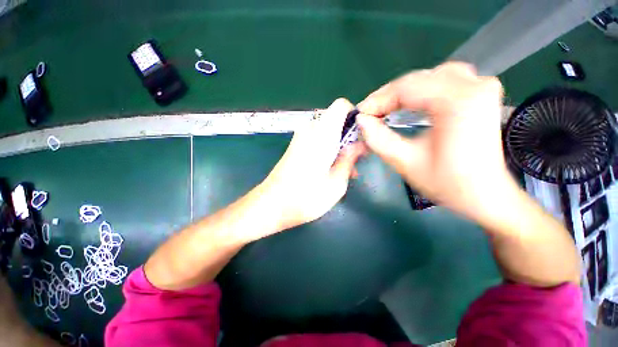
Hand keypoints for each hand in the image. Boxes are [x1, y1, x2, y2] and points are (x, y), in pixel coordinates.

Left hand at [262, 98, 365, 230]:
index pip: (341, 105)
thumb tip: (359, 144)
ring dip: (340, 147)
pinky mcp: (296, 147)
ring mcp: (300, 138)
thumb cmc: (305, 198)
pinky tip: (332, 170)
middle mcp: (309, 130)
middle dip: (349, 137)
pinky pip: (318, 141)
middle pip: (336, 121)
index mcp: (321, 134)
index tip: (362, 137)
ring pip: (328, 133)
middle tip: (356, 161)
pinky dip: (329, 150)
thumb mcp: (337, 182)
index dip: (355, 117)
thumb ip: (350, 159)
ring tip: (347, 171)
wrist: (270, 206)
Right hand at [357, 62, 516, 222]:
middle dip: (387, 97)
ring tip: (386, 109)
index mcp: (457, 102)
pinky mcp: (481, 93)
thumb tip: (361, 121)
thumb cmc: (447, 183)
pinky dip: (421, 90)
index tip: (360, 115)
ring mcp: (480, 86)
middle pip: (417, 80)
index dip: (377, 100)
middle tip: (369, 115)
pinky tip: (411, 103)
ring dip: (403, 92)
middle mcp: (473, 85)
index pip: (406, 88)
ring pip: (429, 77)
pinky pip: (444, 80)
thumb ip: (378, 139)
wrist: (486, 195)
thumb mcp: (405, 163)